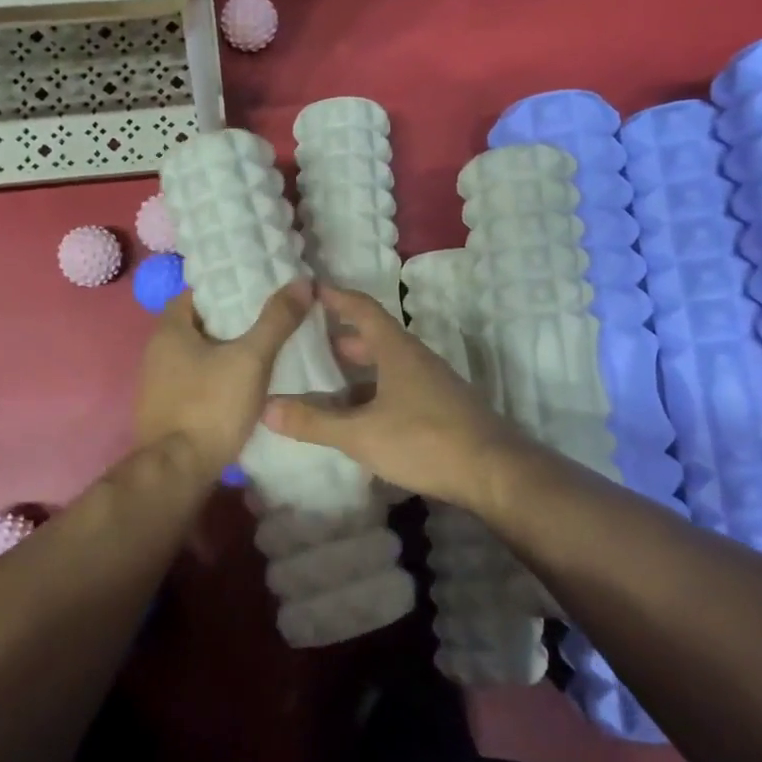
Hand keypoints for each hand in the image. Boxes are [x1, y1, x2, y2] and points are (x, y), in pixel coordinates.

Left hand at [135, 280, 313, 474]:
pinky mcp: (167, 409)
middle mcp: (156, 350)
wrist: (177, 472)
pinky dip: (218, 376)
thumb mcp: (251, 359)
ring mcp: (158, 383)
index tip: (259, 290)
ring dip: (225, 350)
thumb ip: (276, 321)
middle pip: (199, 323)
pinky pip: (196, 380)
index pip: (197, 293)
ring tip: (264, 348)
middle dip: (232, 319)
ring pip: (198, 354)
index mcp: (169, 329)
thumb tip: (302, 282)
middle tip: (270, 317)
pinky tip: (244, 384)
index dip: (228, 288)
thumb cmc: (210, 406)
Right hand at [262, 285, 532, 513]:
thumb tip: (266, 407)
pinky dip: (375, 392)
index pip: (363, 309)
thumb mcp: (361, 434)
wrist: (495, 472)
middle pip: (376, 336)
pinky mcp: (442, 409)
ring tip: (329, 379)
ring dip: (360, 368)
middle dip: (343, 335)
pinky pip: (400, 388)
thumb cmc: (425, 440)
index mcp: (396, 350)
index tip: (311, 289)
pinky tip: (362, 416)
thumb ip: (314, 421)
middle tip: (310, 339)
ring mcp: (433, 384)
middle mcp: (416, 359)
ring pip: (389, 366)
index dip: (336, 297)